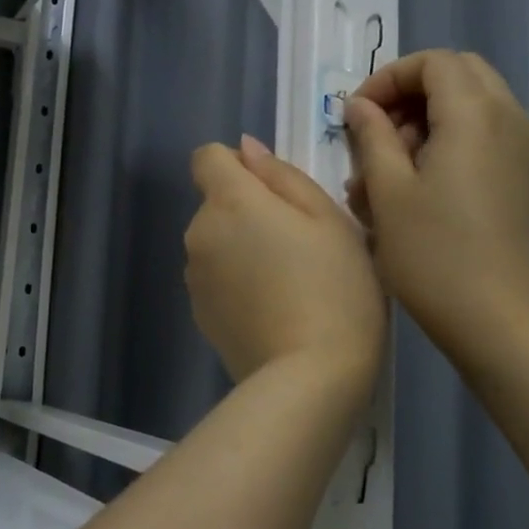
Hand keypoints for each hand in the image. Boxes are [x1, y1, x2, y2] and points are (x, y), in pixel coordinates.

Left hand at [185, 135, 385, 395]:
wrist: (310, 378)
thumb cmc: (334, 288)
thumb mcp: (328, 219)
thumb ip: (282, 176)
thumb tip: (246, 150)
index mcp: (230, 201)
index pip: (208, 157)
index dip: (238, 165)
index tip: (274, 193)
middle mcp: (199, 233)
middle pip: (216, 202)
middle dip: (248, 210)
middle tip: (300, 244)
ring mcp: (194, 277)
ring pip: (217, 242)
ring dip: (242, 247)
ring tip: (288, 282)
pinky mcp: (199, 314)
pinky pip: (217, 278)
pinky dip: (237, 282)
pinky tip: (272, 310)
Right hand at [343, 50, 528, 362]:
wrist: (499, 321)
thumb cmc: (434, 255)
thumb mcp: (389, 192)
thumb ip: (372, 136)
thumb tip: (361, 106)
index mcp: (476, 113)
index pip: (433, 62)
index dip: (389, 78)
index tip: (356, 114)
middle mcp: (508, 118)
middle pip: (457, 75)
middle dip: (409, 94)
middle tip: (374, 134)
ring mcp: (520, 148)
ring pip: (469, 106)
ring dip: (424, 122)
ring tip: (385, 172)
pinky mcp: (520, 175)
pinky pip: (481, 135)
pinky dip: (445, 143)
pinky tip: (413, 189)